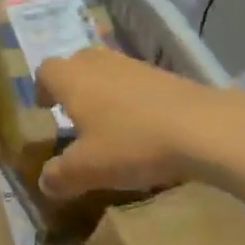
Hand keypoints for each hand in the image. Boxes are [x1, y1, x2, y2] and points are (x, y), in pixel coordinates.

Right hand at [35, 48, 223, 200]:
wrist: (203, 128)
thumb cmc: (132, 143)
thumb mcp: (87, 169)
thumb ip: (60, 175)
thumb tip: (45, 182)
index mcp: (73, 79)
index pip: (46, 70)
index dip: (42, 88)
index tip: (46, 110)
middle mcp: (100, 64)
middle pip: (77, 63)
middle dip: (72, 85)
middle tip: (74, 114)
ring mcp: (135, 66)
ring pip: (108, 71)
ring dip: (103, 92)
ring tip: (109, 125)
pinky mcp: (165, 76)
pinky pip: (136, 83)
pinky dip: (132, 100)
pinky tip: (143, 129)